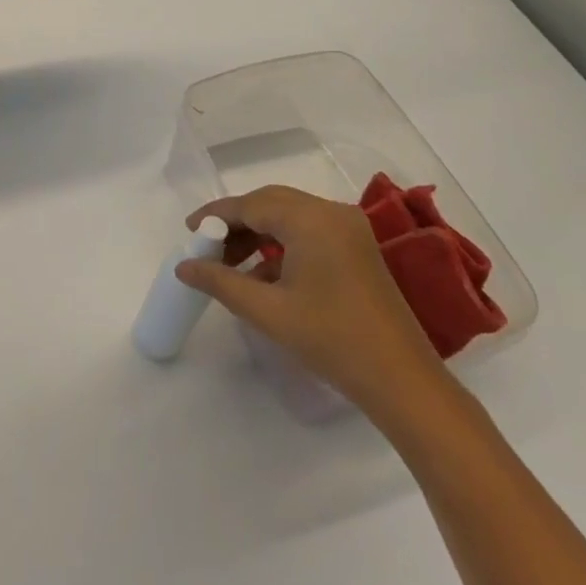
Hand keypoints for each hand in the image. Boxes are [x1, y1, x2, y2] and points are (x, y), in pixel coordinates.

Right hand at [176, 186, 452, 432]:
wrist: (402, 381)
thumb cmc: (331, 340)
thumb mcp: (268, 311)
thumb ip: (221, 282)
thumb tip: (183, 267)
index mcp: (311, 219)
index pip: (251, 204)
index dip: (216, 215)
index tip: (189, 231)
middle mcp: (331, 212)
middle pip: (271, 203)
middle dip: (236, 223)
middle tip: (207, 247)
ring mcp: (349, 229)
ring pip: (290, 217)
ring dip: (258, 234)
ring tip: (230, 265)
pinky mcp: (358, 248)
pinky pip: (309, 232)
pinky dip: (282, 245)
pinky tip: (263, 276)